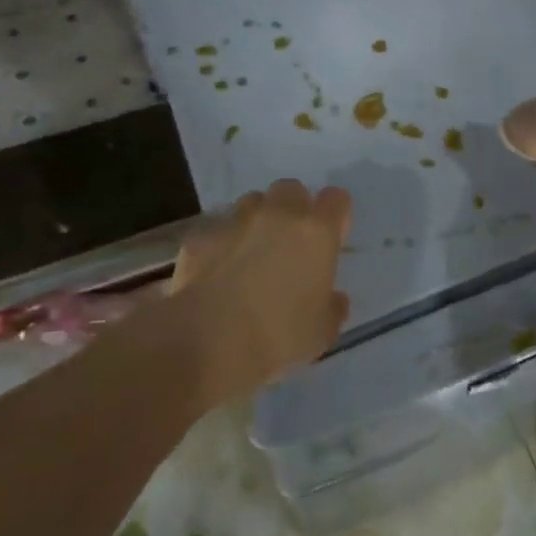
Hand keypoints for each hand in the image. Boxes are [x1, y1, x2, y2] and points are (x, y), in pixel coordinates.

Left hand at [163, 179, 352, 403]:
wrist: (207, 345)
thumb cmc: (278, 338)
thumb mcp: (322, 333)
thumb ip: (332, 307)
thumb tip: (333, 298)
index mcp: (315, 232)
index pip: (336, 199)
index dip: (335, 216)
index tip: (331, 240)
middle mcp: (277, 215)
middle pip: (291, 189)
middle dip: (293, 209)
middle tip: (290, 244)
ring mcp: (234, 222)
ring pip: (251, 202)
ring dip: (257, 220)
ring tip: (251, 254)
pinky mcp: (199, 238)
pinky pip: (216, 229)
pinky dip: (221, 244)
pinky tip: (216, 273)